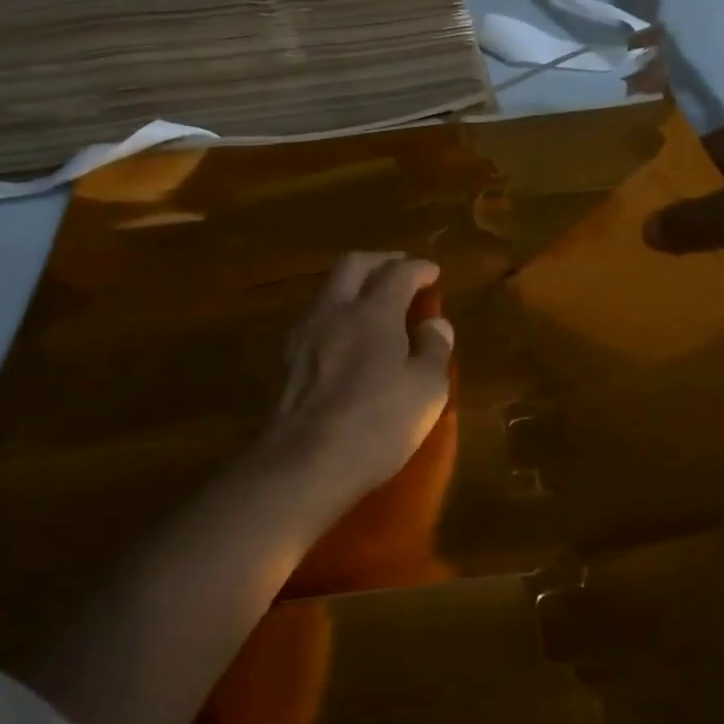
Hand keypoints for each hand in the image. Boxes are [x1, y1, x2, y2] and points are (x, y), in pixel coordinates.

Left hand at [261, 252, 454, 507]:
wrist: (304, 463)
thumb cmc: (376, 423)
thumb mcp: (426, 389)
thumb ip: (434, 349)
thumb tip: (435, 324)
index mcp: (374, 311)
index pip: (399, 272)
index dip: (419, 268)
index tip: (433, 273)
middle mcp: (335, 309)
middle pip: (355, 264)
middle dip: (381, 261)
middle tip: (401, 271)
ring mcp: (306, 332)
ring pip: (329, 288)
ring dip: (354, 284)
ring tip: (373, 300)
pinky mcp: (288, 359)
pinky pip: (315, 316)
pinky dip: (336, 311)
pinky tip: (345, 333)